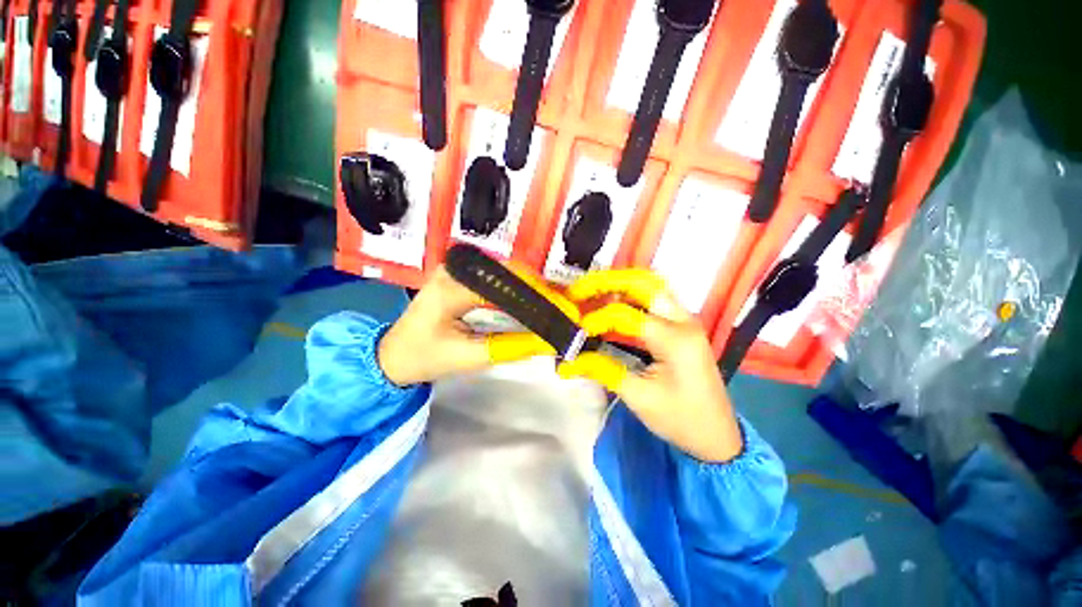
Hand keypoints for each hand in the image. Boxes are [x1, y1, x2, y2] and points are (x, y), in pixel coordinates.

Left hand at [378, 266, 555, 385]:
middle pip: (507, 272)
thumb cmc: (424, 358)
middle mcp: (454, 270)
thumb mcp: (469, 357)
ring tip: (553, 302)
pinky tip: (531, 298)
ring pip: (504, 272)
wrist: (391, 356)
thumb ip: (510, 347)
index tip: (563, 308)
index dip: (538, 295)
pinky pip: (495, 278)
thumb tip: (547, 341)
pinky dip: (516, 288)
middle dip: (539, 288)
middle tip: (563, 304)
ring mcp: (456, 271)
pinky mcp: (459, 277)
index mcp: (452, 288)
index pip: (505, 285)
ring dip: (530, 286)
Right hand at [557, 269, 742, 462]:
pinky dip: (632, 297)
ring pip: (651, 287)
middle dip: (609, 282)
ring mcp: (685, 322)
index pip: (626, 314)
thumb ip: (602, 370)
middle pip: (644, 283)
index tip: (577, 331)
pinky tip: (614, 304)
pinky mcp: (682, 328)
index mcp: (674, 338)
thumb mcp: (638, 397)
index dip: (597, 319)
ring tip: (593, 291)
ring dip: (621, 286)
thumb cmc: (681, 419)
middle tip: (581, 289)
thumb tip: (569, 360)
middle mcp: (683, 320)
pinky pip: (655, 301)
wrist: (718, 437)